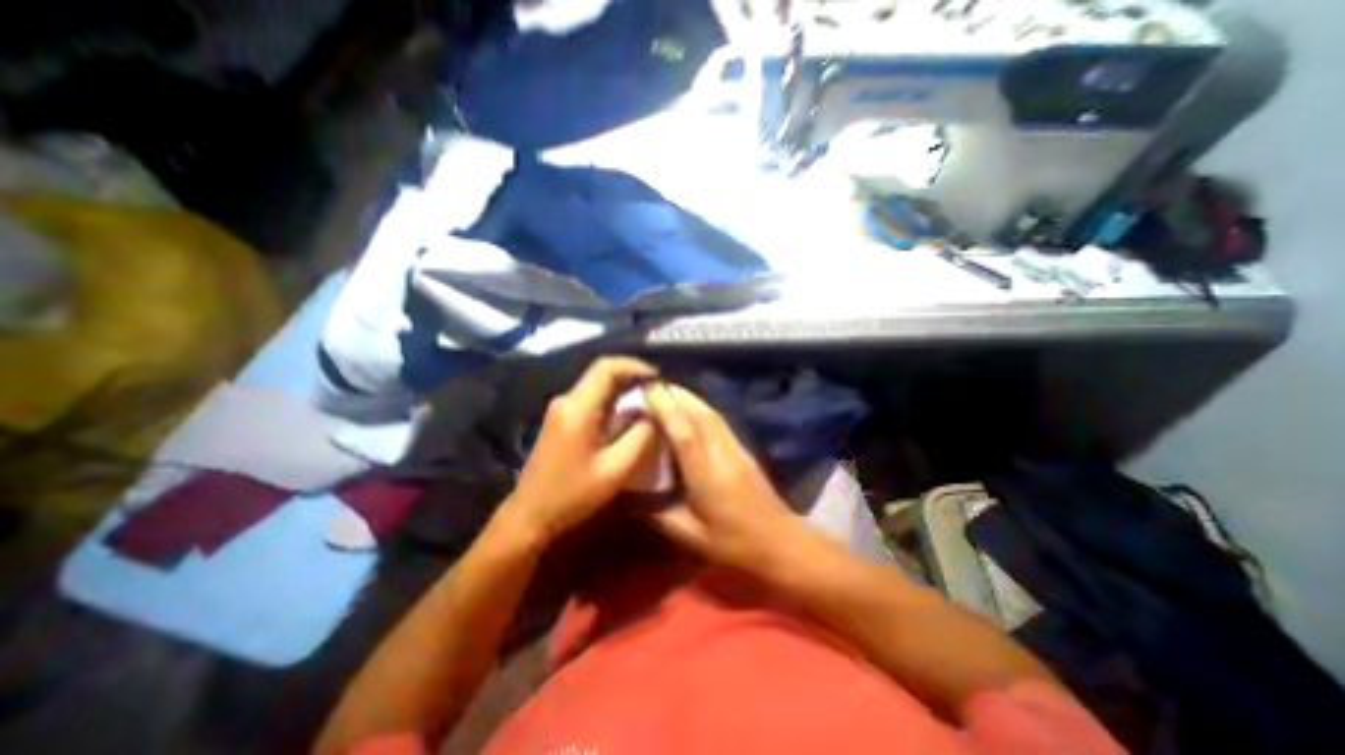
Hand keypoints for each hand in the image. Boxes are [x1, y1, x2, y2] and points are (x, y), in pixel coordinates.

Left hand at [501, 357, 660, 545]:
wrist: (529, 515)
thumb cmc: (572, 495)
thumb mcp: (615, 470)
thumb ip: (641, 437)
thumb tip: (654, 414)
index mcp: (578, 407)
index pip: (607, 367)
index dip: (636, 366)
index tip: (659, 378)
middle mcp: (566, 400)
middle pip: (602, 373)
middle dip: (632, 376)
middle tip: (659, 391)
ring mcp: (560, 409)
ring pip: (597, 386)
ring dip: (623, 389)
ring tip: (649, 403)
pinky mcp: (560, 419)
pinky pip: (591, 399)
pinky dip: (613, 401)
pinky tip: (627, 417)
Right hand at [639, 383, 794, 565]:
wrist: (780, 541)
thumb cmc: (734, 544)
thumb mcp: (691, 536)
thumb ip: (659, 515)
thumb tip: (631, 496)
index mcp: (707, 475)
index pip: (684, 432)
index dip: (666, 407)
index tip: (647, 389)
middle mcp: (722, 453)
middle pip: (700, 414)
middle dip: (676, 394)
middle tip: (651, 384)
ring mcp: (736, 448)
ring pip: (711, 414)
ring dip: (689, 398)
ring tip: (667, 391)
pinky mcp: (743, 449)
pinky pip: (718, 421)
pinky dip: (701, 408)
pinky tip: (691, 409)